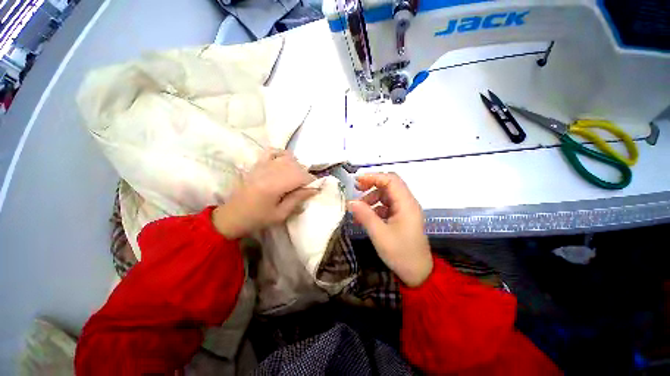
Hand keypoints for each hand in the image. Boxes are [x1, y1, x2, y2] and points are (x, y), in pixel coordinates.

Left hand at [212, 150, 316, 238]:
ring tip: (296, 177)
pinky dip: (282, 154)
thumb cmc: (257, 219)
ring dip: (297, 166)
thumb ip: (298, 199)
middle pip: (296, 165)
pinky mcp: (257, 164)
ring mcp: (262, 165)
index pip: (301, 176)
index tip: (315, 189)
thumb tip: (314, 189)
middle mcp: (269, 171)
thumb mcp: (280, 214)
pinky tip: (286, 161)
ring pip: (287, 157)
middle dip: (305, 175)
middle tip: (305, 187)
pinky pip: (272, 151)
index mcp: (274, 185)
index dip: (312, 181)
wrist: (232, 216)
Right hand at [348, 173, 432, 286]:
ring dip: (372, 198)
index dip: (373, 177)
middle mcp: (407, 203)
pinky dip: (375, 208)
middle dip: (372, 185)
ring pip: (386, 195)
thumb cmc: (400, 254)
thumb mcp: (379, 235)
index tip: (357, 181)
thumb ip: (365, 215)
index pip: (390, 180)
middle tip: (357, 189)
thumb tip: (350, 202)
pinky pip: (387, 206)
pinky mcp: (401, 217)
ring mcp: (405, 210)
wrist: (418, 273)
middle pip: (389, 184)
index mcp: (406, 204)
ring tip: (358, 209)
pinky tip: (365, 218)